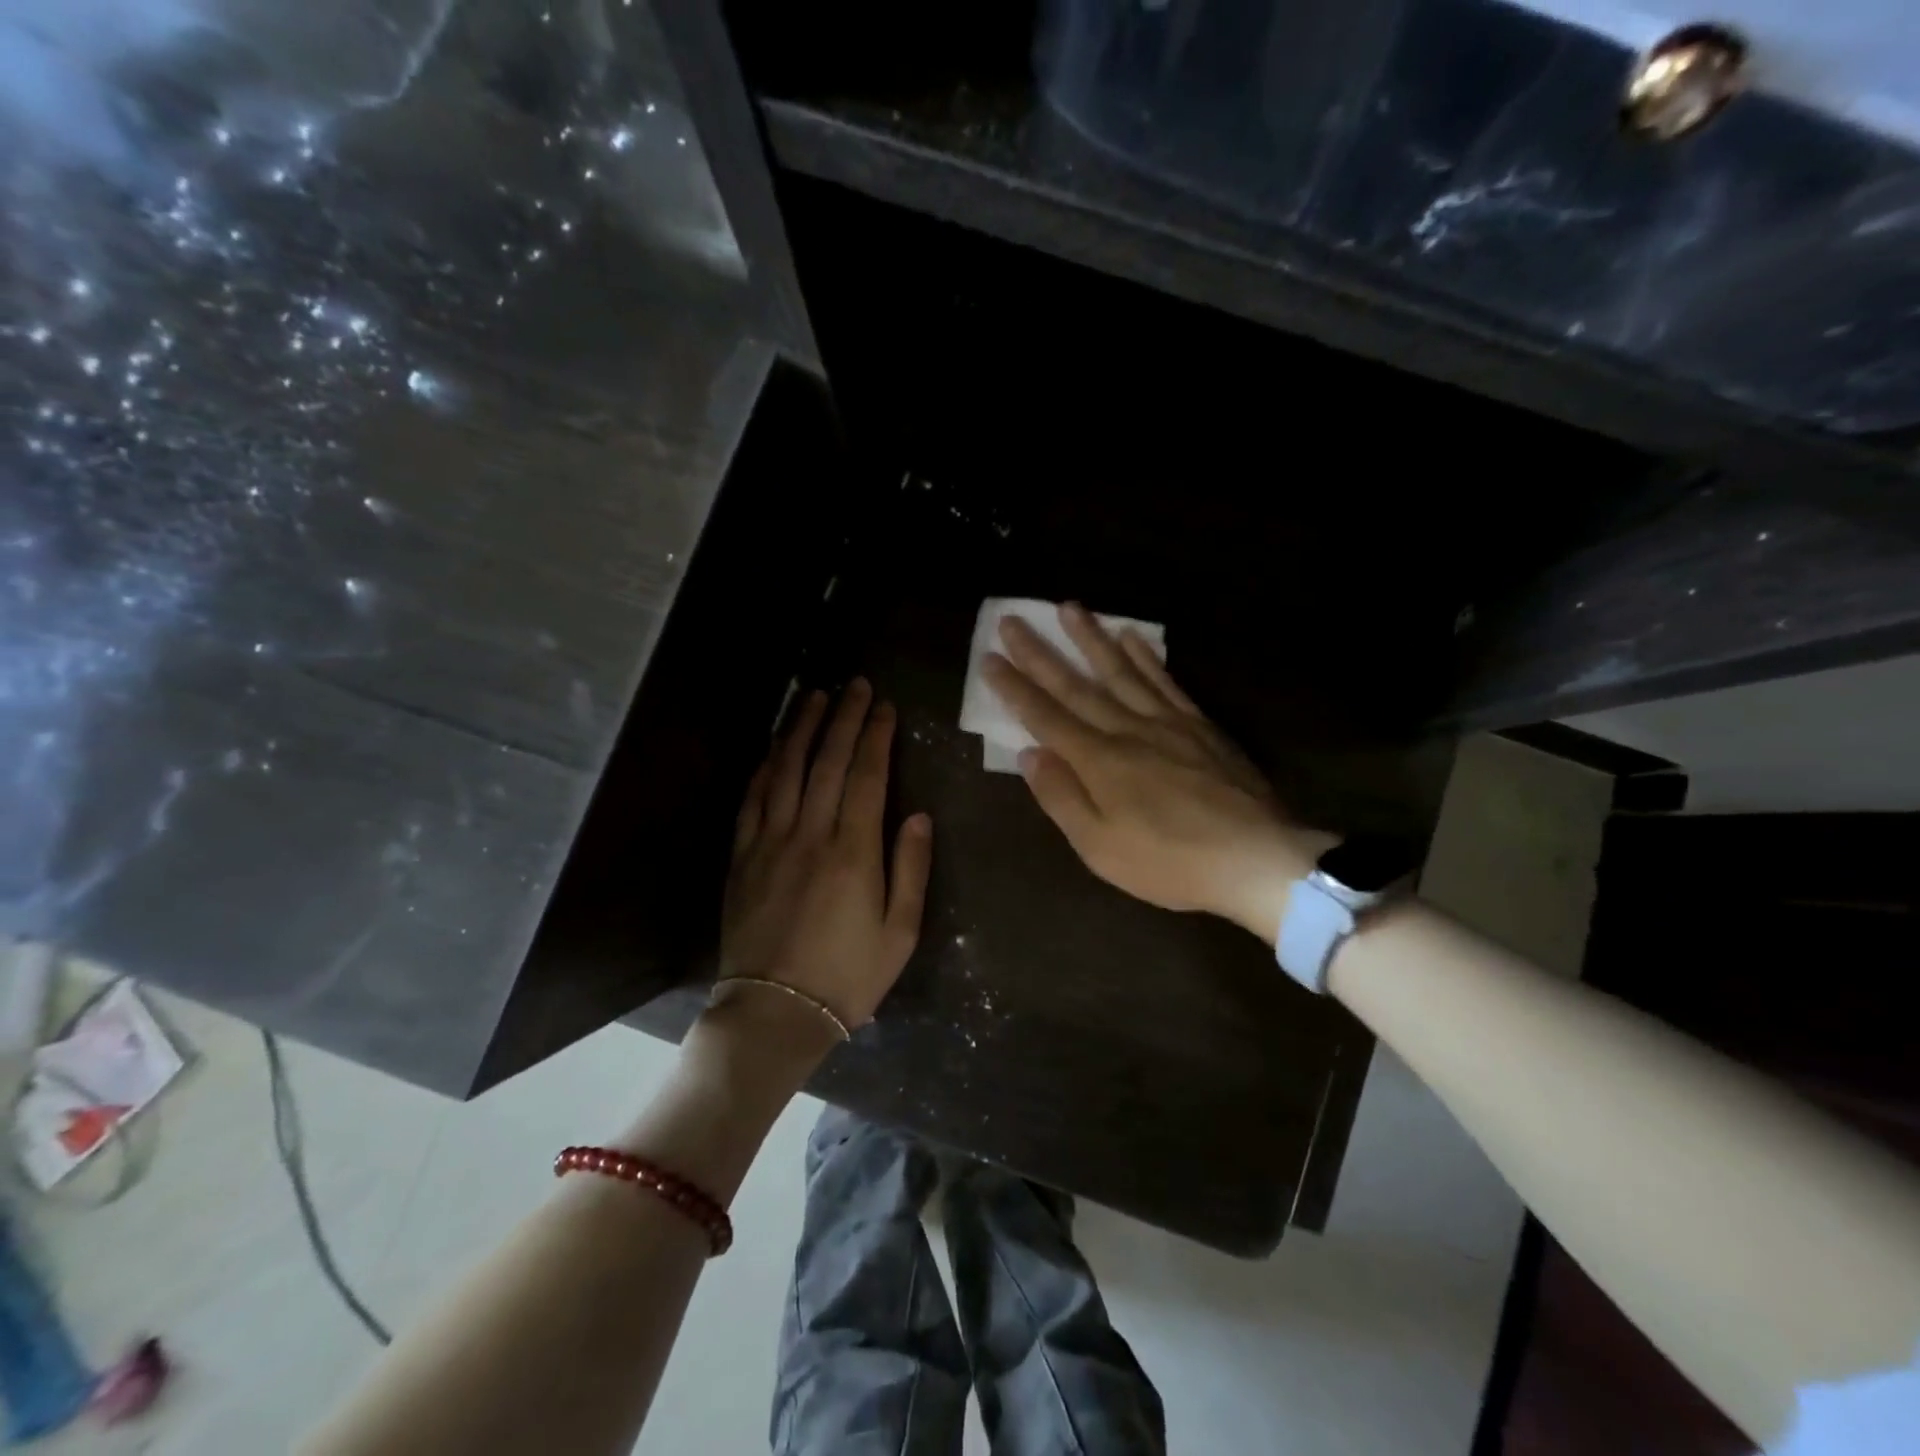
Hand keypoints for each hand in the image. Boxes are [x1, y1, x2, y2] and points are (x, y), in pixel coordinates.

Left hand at [721, 680, 932, 1029]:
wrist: (776, 1012)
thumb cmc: (849, 976)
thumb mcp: (901, 932)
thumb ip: (911, 868)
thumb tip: (917, 814)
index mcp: (853, 852)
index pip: (866, 776)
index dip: (876, 736)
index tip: (885, 706)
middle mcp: (809, 835)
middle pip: (826, 761)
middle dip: (843, 718)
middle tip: (855, 685)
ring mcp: (769, 842)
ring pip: (785, 770)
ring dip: (801, 728)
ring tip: (815, 696)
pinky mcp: (742, 857)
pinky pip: (752, 799)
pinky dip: (765, 766)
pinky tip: (774, 746)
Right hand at [983, 604, 1326, 941]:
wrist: (1256, 859)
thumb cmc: (1170, 863)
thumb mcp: (1101, 848)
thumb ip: (1062, 798)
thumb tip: (1030, 754)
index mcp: (1099, 761)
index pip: (1045, 716)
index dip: (1014, 687)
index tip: (989, 658)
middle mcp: (1128, 729)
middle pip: (1077, 685)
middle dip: (1040, 653)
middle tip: (1013, 620)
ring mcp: (1167, 722)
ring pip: (1121, 671)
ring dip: (1091, 639)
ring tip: (1069, 607)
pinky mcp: (1200, 726)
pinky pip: (1166, 681)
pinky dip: (1146, 657)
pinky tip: (1132, 636)